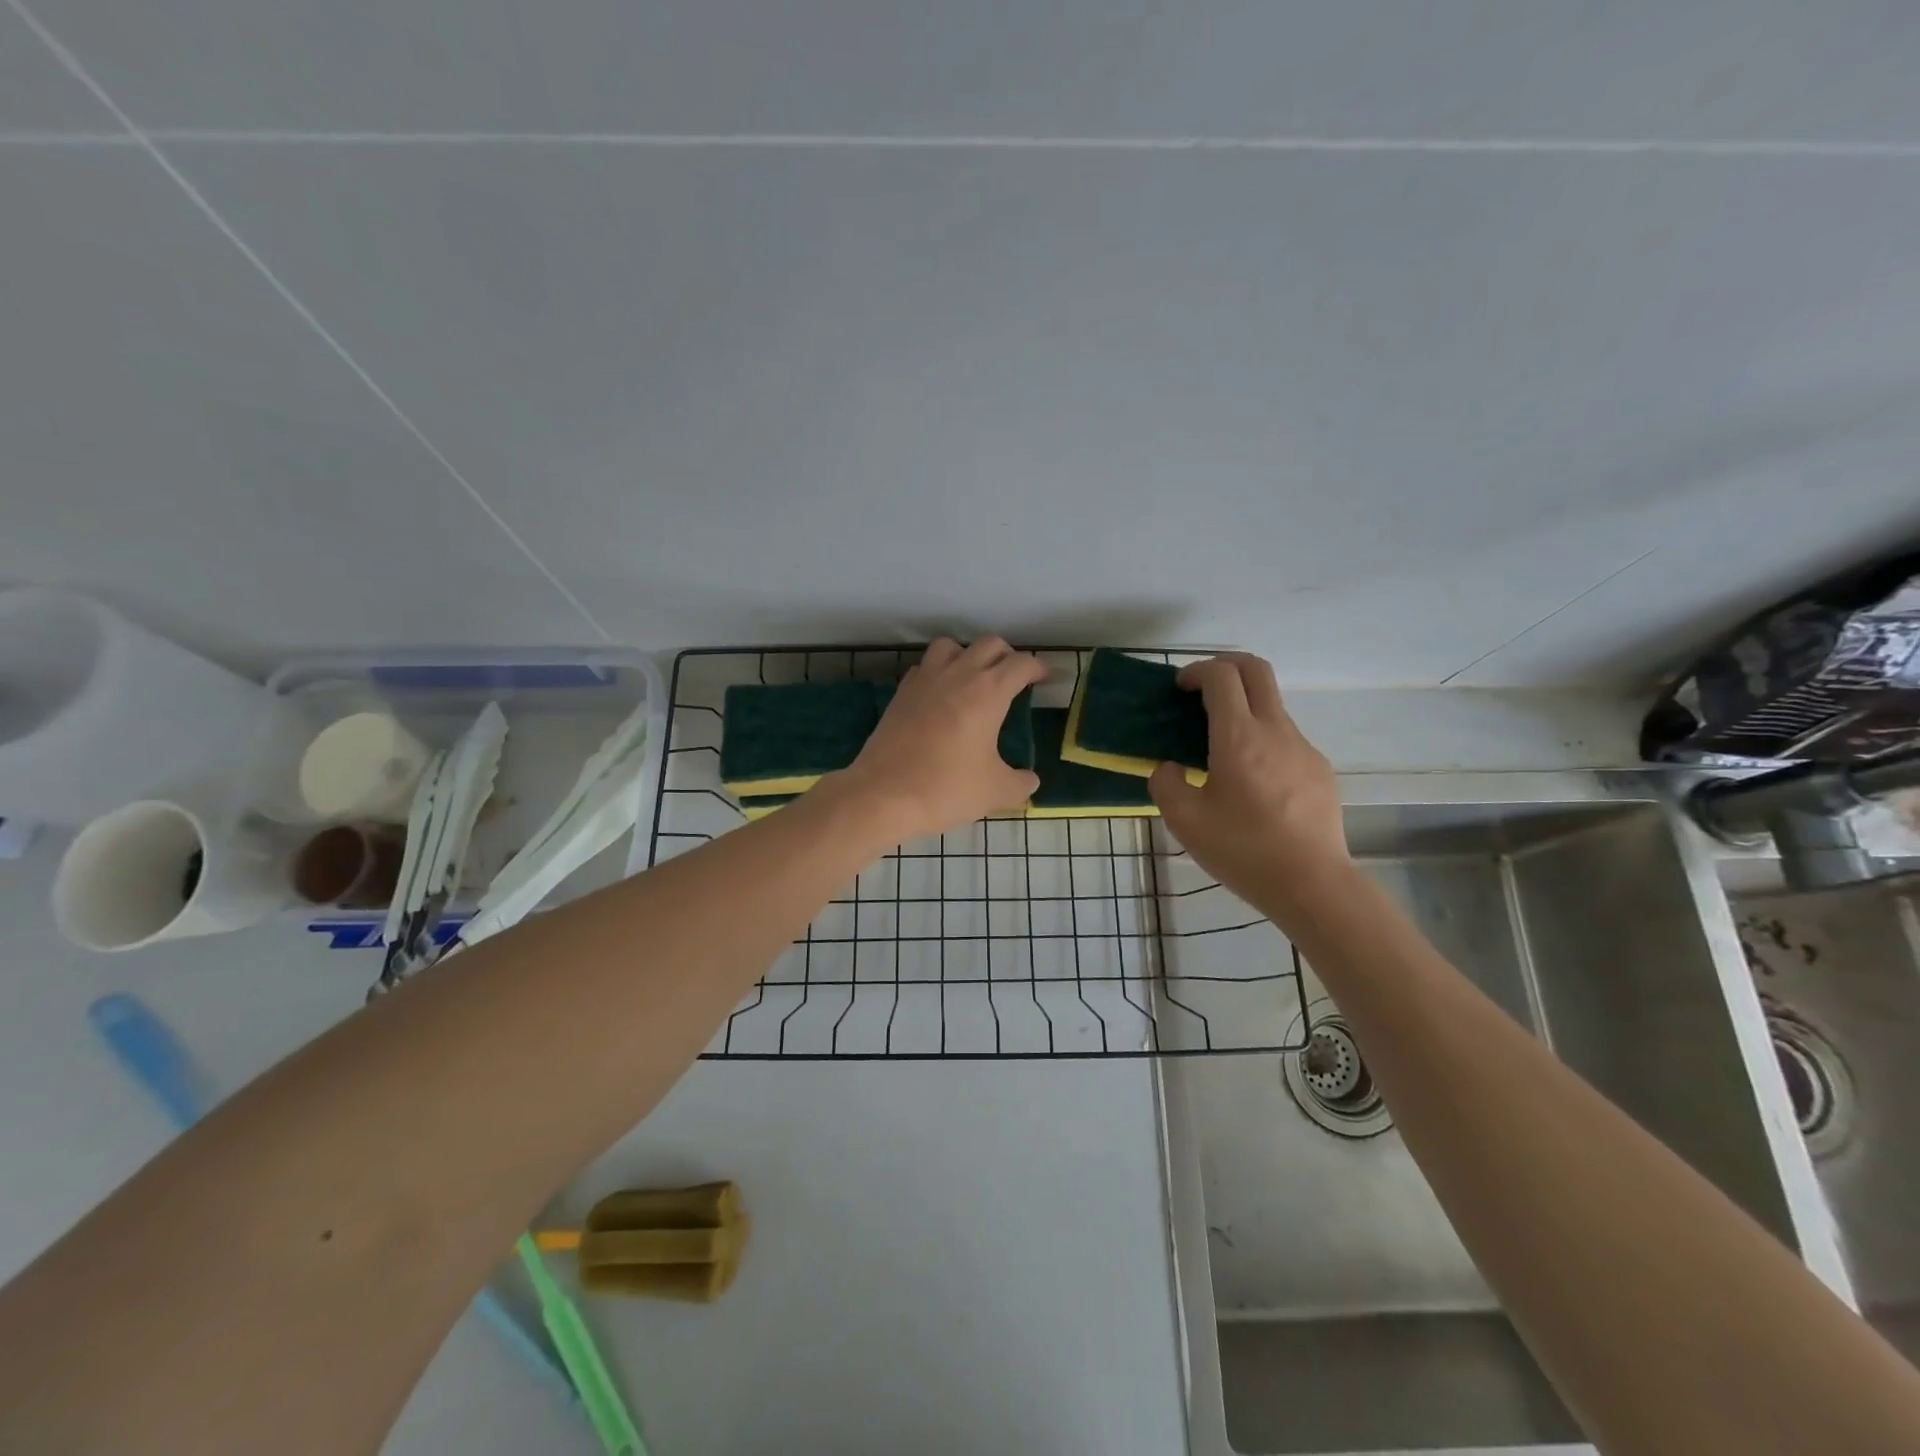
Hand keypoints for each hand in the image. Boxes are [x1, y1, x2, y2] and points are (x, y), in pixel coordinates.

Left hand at [834, 637, 1044, 843]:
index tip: (1044, 679)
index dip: (1038, 668)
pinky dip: (938, 672)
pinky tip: (941, 696)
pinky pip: (925, 667)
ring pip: (951, 646)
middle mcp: (957, 675)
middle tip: (1013, 679)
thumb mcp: (995, 792)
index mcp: (988, 692)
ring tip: (974, 679)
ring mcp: (925, 681)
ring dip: (968, 655)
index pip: (1021, 663)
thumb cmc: (946, 788)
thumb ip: (1020, 783)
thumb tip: (1029, 780)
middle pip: (989, 644)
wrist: (883, 795)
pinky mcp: (901, 694)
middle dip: (1007, 656)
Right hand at [1149, 653, 1353, 914]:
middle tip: (1202, 686)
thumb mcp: (1185, 822)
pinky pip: (1285, 738)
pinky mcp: (1319, 769)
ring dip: (1243, 706)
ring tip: (1220, 746)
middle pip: (1256, 670)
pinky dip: (1261, 738)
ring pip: (1272, 705)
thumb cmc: (1243, 851)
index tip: (1180, 687)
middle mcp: (1275, 731)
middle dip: (1226, 664)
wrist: (1312, 884)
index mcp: (1239, 738)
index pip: (1221, 676)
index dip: (1196, 670)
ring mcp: (1303, 748)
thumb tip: (1169, 768)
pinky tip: (1251, 781)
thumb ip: (1165, 784)